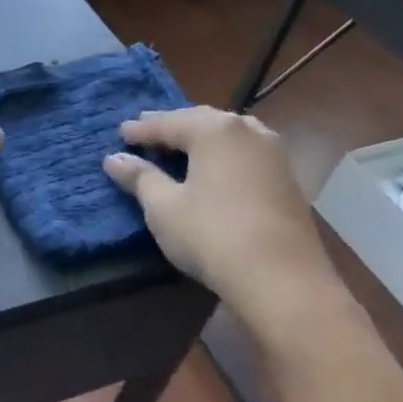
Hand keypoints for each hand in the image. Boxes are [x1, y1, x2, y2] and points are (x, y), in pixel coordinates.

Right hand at [103, 107, 341, 338]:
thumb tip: (114, 159)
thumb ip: (140, 178)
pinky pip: (246, 153)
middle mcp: (247, 131)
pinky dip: (223, 155)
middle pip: (201, 121)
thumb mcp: (164, 207)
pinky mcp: (288, 179)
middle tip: (146, 132)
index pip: (168, 123)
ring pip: (229, 135)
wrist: (282, 280)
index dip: (141, 130)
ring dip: (202, 138)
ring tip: (180, 146)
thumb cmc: (212, 235)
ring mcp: (274, 154)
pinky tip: (215, 168)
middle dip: (173, 126)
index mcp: (214, 130)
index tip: (120, 134)